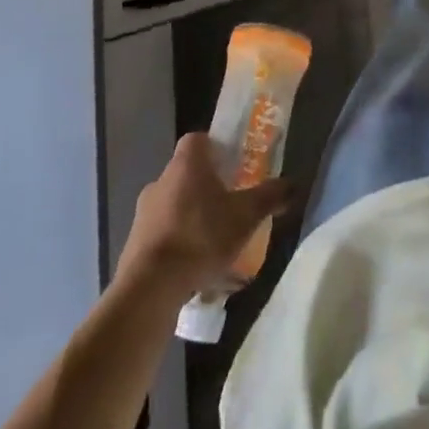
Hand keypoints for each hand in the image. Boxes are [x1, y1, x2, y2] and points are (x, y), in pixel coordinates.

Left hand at [117, 133, 292, 301]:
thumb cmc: (201, 237)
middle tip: (232, 205)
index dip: (217, 148)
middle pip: (188, 174)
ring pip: (176, 206)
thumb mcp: (246, 216)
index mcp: (186, 164)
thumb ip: (270, 197)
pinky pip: (163, 235)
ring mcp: (143, 214)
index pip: (199, 139)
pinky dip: (180, 245)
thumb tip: (293, 184)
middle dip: (209, 188)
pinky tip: (197, 269)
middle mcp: (160, 181)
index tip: (234, 164)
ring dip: (194, 218)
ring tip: (217, 244)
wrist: (149, 289)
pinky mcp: (134, 245)